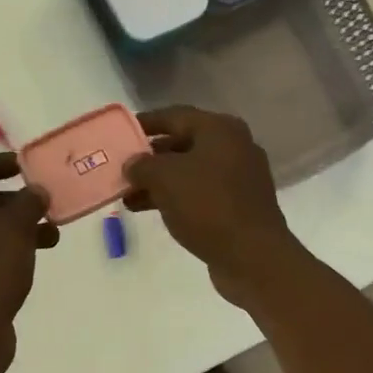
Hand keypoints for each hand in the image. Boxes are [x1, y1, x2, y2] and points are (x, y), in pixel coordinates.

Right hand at [124, 107, 299, 306]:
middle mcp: (234, 147)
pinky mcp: (238, 206)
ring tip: (126, 196)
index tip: (120, 132)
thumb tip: (133, 164)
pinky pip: (199, 194)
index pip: (175, 116)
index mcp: (220, 130)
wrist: (252, 256)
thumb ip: (142, 165)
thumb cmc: (208, 205)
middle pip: (183, 144)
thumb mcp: (165, 178)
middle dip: (149, 158)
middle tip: (120, 168)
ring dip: (158, 182)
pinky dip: (175, 198)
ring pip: (189, 172)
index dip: (145, 123)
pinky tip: (149, 210)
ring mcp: (239, 178)